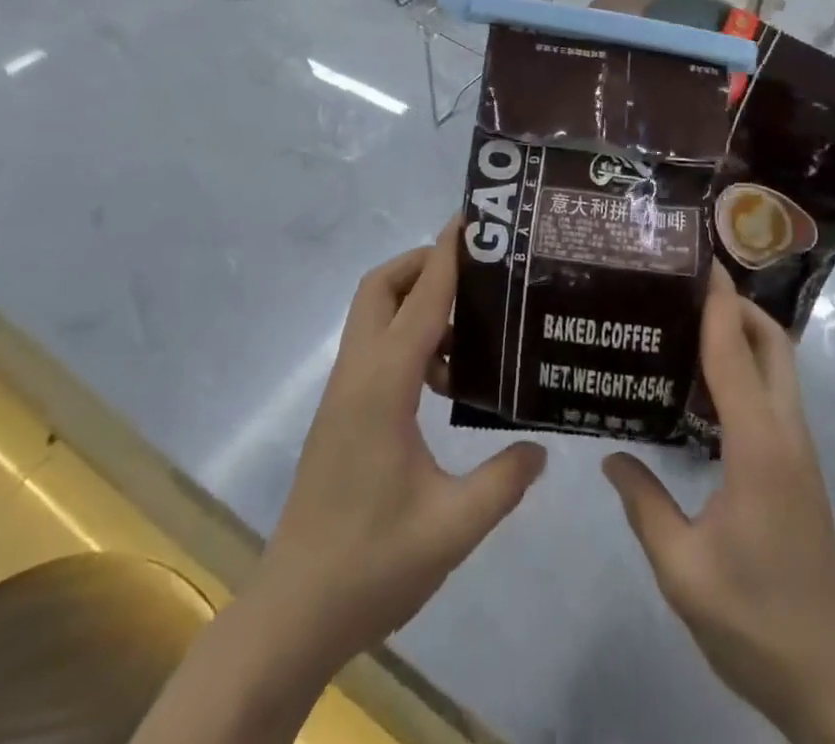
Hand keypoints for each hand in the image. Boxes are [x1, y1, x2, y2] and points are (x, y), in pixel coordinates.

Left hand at [252, 216, 545, 671]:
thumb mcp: (453, 527)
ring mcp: (344, 392)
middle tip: (477, 273)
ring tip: (472, 331)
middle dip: (425, 264)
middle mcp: (358, 374)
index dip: (448, 253)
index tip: (473, 219)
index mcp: (384, 385)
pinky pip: (376, 348)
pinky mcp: (341, 412)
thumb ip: (504, 481)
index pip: (421, 297)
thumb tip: (541, 446)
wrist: (292, 615)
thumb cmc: (371, 565)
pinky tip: (445, 381)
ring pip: (375, 315)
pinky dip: (409, 339)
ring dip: (417, 303)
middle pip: (382, 286)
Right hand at [602, 266, 834, 743]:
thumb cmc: (754, 619)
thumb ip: (644, 505)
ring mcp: (798, 450)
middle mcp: (785, 434)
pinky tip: (706, 383)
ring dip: (744, 333)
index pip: (735, 354)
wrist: (830, 673)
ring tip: (689, 321)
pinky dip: (747, 365)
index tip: (701, 261)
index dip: (718, 304)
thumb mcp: (682, 569)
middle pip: (772, 345)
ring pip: (779, 366)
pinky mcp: (798, 465)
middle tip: (687, 287)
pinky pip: (774, 392)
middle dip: (738, 306)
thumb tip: (611, 455)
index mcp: (757, 447)